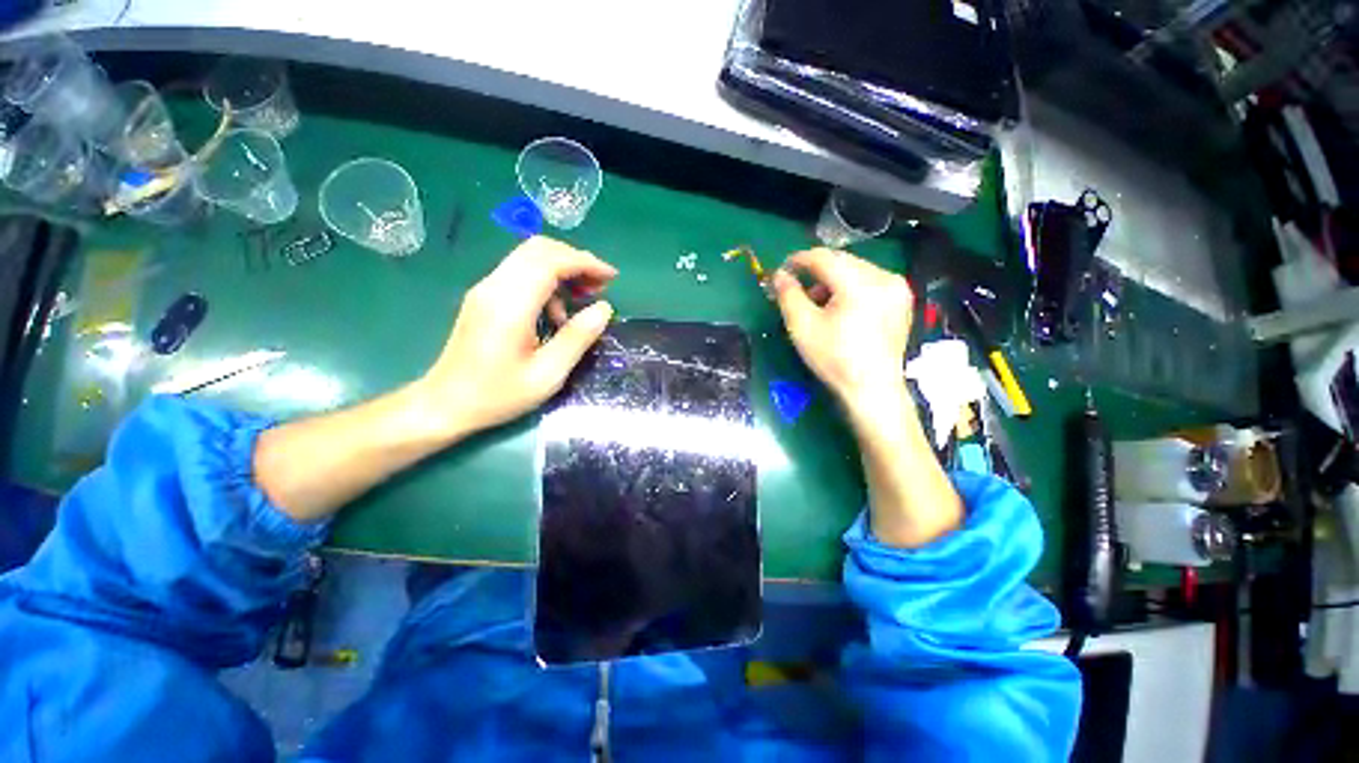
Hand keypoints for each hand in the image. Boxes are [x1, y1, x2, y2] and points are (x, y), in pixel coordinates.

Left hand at [419, 236, 615, 438]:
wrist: (444, 404)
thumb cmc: (498, 395)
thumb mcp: (548, 374)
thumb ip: (577, 338)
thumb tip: (604, 308)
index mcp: (511, 305)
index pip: (551, 261)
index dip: (585, 263)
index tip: (611, 277)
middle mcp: (495, 287)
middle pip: (539, 249)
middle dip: (576, 260)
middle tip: (600, 285)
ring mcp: (485, 289)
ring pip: (529, 257)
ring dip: (562, 270)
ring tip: (582, 300)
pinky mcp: (484, 297)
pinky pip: (520, 273)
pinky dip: (546, 281)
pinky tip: (555, 313)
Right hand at [771, 248, 912, 418]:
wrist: (873, 389)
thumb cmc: (834, 359)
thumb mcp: (802, 327)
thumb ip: (788, 295)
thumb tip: (779, 275)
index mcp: (859, 283)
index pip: (824, 257)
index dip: (799, 260)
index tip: (782, 270)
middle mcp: (883, 277)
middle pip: (841, 261)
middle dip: (816, 272)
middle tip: (797, 290)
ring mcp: (897, 288)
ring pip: (855, 270)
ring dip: (832, 280)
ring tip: (818, 304)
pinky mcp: (902, 299)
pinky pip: (870, 281)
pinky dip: (850, 288)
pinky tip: (840, 308)